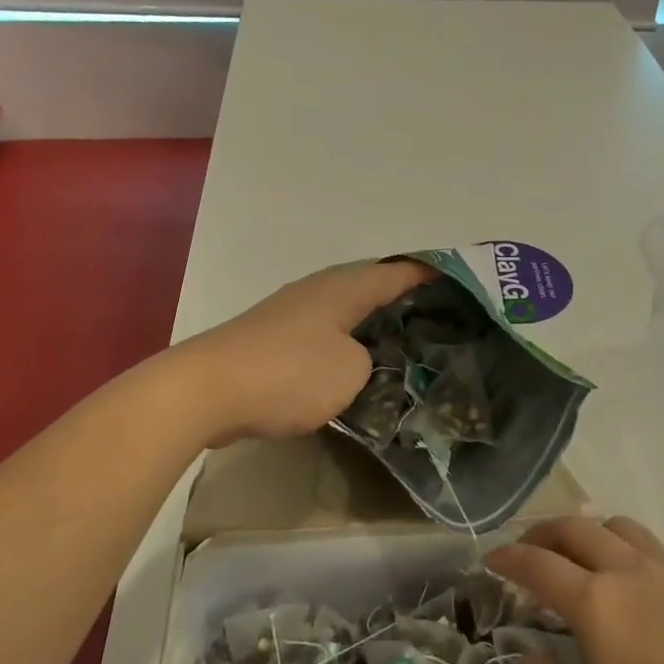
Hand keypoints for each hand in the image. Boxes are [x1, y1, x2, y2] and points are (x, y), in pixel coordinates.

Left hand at [179, 259, 429, 443]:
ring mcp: (290, 314)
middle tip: (437, 317)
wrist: (206, 391)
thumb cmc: (288, 373)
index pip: (396, 272)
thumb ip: (369, 361)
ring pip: (344, 313)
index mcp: (343, 288)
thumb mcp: (350, 371)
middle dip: (401, 299)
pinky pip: (322, 335)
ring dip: (371, 324)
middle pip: (369, 287)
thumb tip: (357, 361)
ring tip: (402, 343)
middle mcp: (317, 291)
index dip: (427, 274)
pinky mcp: (271, 341)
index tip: (457, 278)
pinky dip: (344, 345)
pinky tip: (353, 367)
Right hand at [487, 516, 663, 663]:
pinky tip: (624, 585)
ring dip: (586, 531)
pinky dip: (620, 546)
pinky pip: (646, 546)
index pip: (537, 565)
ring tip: (575, 556)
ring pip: (616, 526)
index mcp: (597, 603)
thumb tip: (525, 659)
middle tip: (525, 552)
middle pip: (575, 528)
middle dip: (541, 533)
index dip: (507, 558)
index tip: (489, 559)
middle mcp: (628, 572)